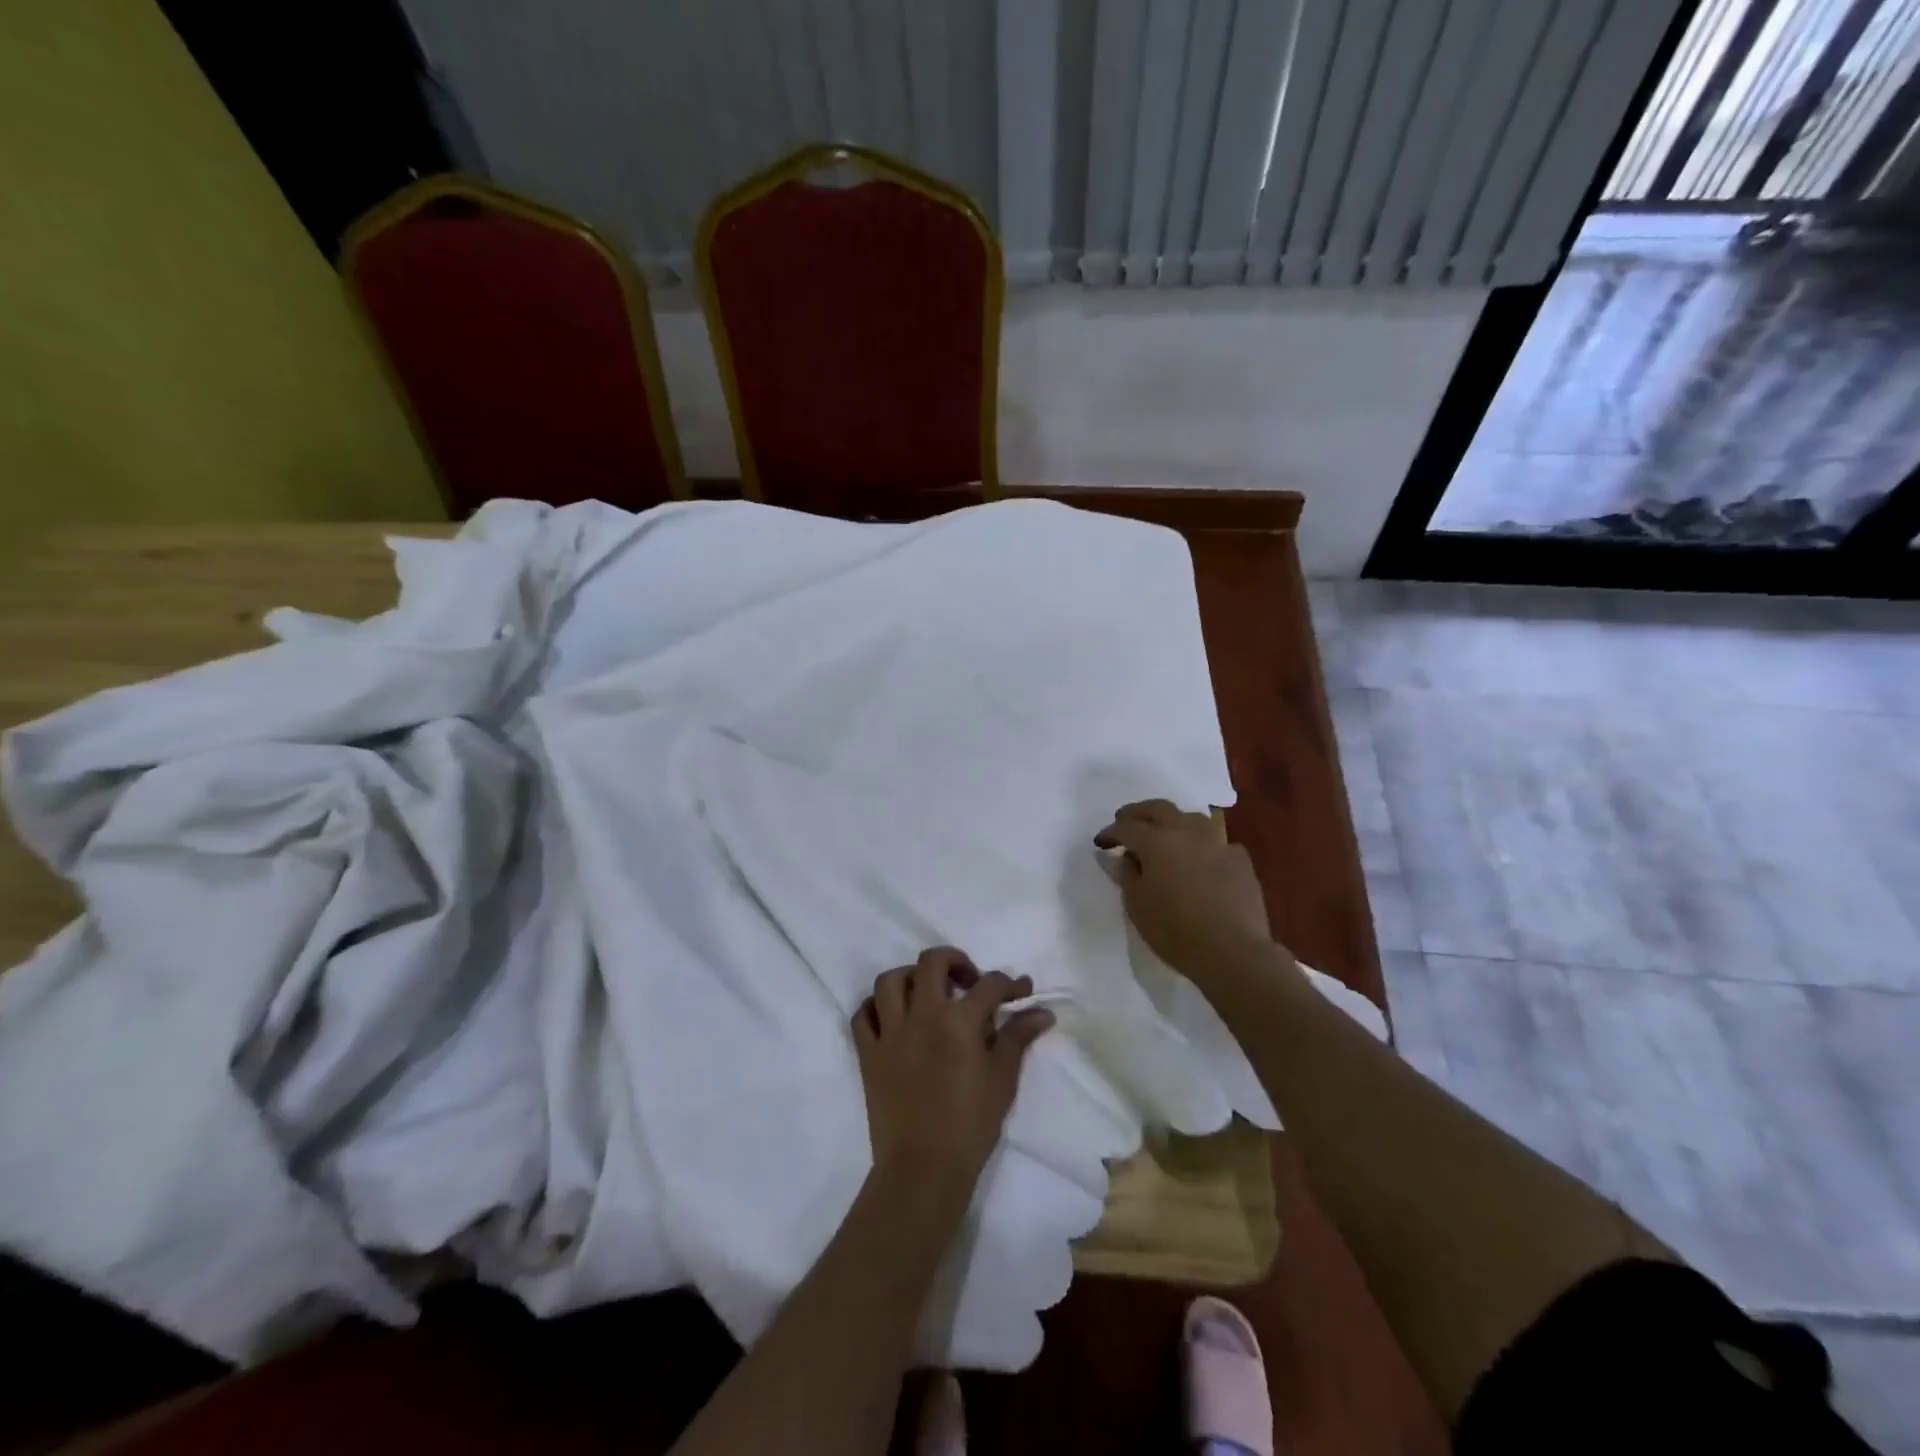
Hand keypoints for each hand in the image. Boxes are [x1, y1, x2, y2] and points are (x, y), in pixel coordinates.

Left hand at [851, 948, 1054, 1206]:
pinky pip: (863, 1015)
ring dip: (910, 978)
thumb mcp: (1002, 1080)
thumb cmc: (970, 1125)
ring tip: (926, 994)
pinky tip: (893, 1017)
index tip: (1021, 991)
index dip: (1010, 983)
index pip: (989, 985)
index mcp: (958, 1020)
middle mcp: (921, 1014)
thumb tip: (1042, 1012)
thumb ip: (1018, 1038)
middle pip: (932, 961)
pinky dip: (875, 1008)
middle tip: (968, 982)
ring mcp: (890, 1032)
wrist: (923, 1169)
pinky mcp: (868, 1053)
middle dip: (955, 961)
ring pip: (890, 980)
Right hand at [1094, 800, 1272, 985]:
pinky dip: (1204, 845)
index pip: (1127, 827)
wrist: (1232, 951)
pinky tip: (1202, 859)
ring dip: (1173, 821)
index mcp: (1156, 842)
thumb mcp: (1136, 905)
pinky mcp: (1240, 860)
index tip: (1101, 842)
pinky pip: (1217, 842)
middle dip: (1138, 812)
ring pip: (1192, 818)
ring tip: (1165, 834)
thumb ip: (1128, 874)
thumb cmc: (1174, 930)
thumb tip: (1129, 857)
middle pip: (1159, 809)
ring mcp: (1217, 843)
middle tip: (1125, 820)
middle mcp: (1186, 832)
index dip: (1111, 833)